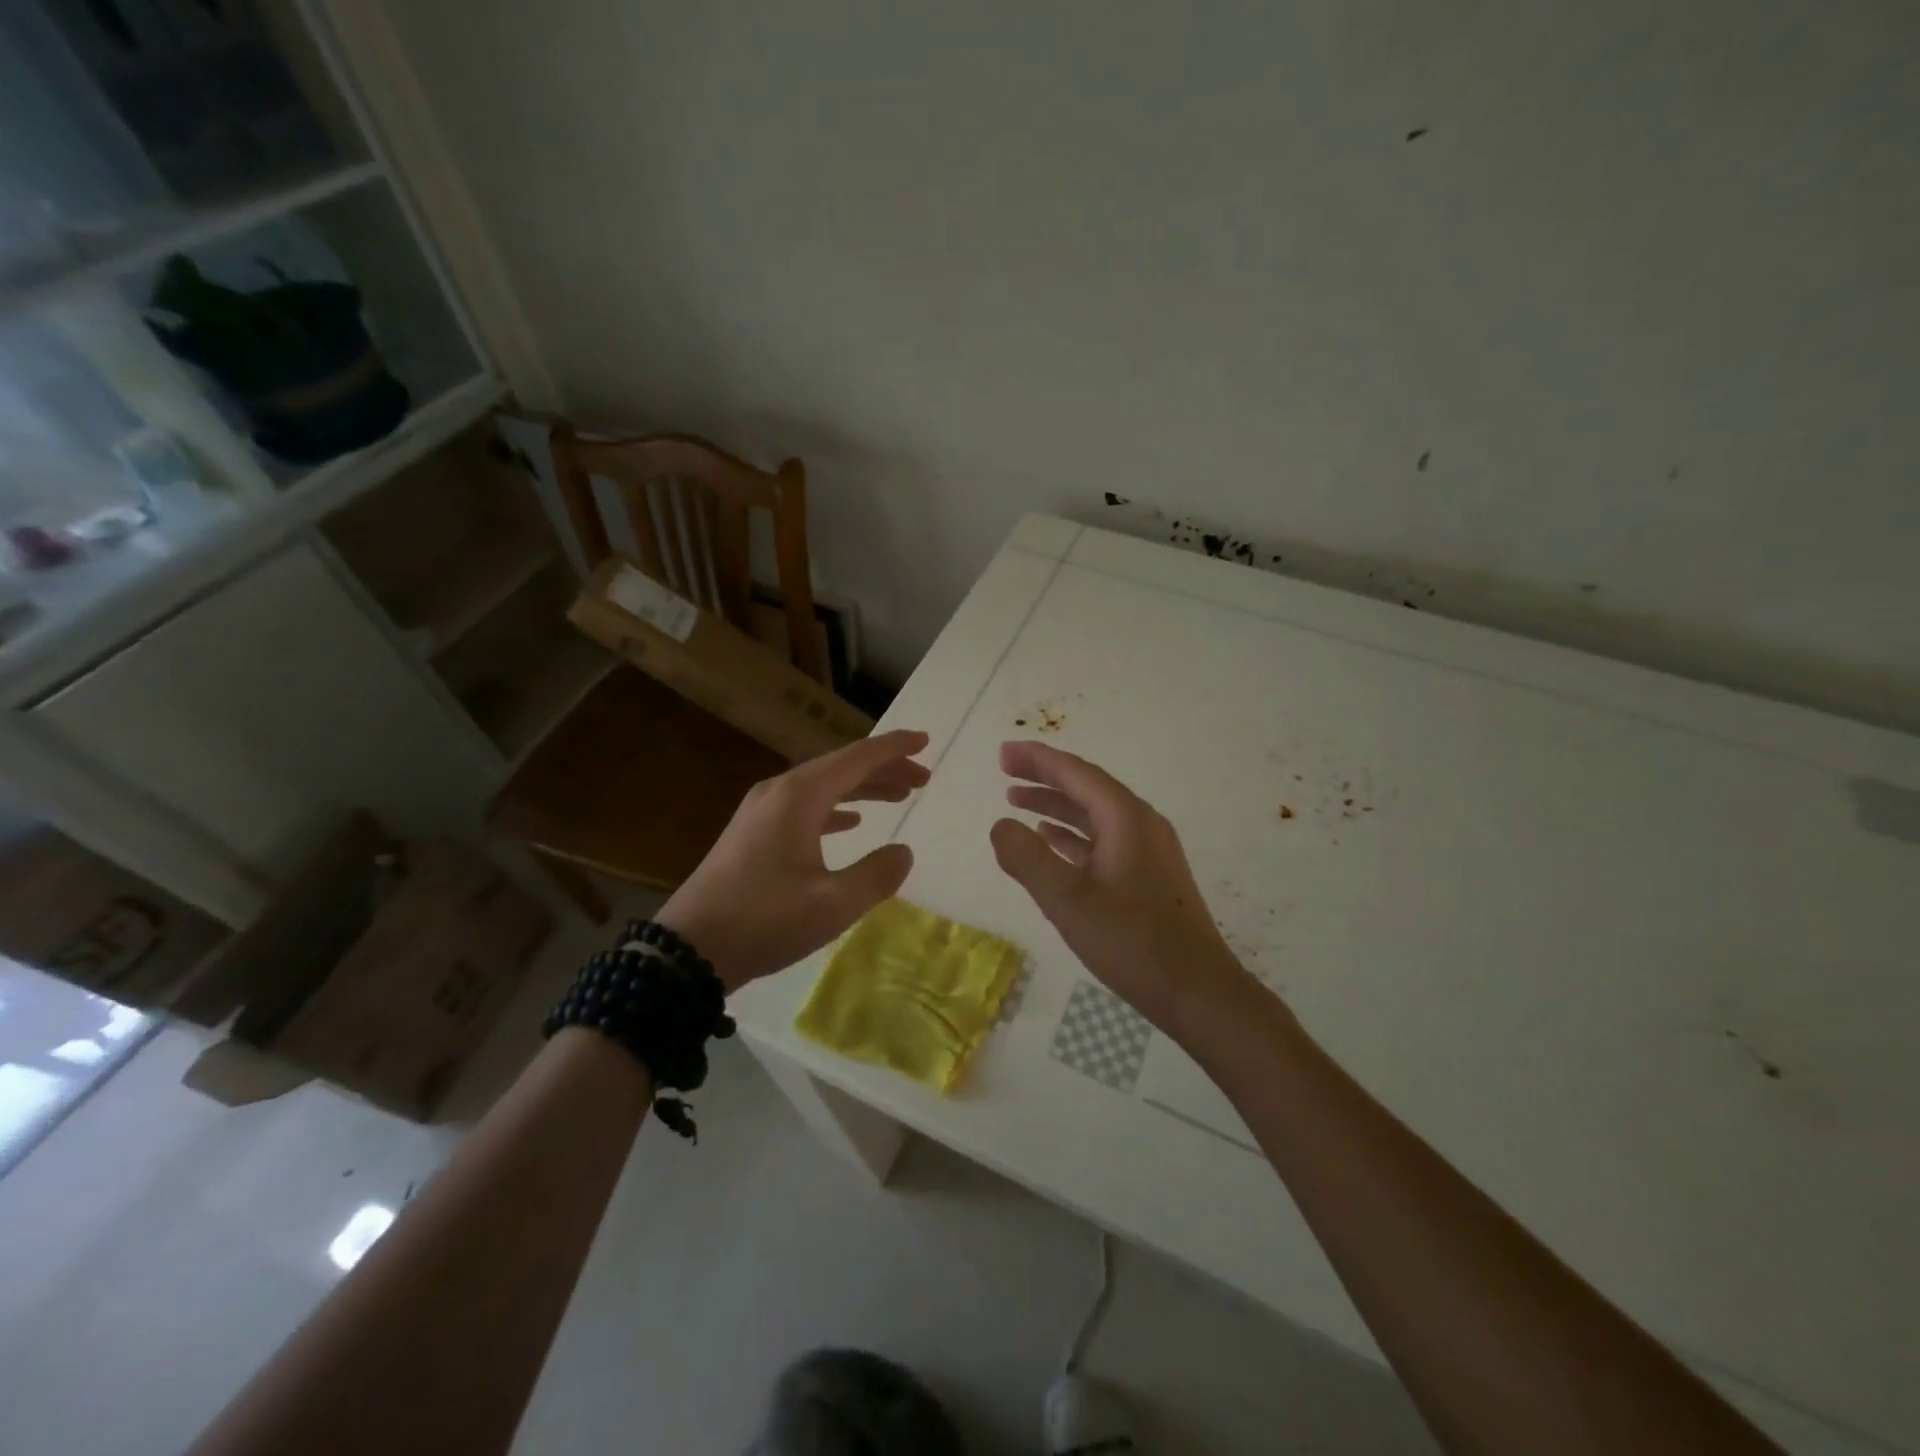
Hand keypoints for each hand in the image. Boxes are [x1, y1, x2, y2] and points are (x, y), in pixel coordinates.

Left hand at [657, 729, 930, 990]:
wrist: (689, 949)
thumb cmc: (764, 920)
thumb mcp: (833, 904)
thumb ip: (877, 875)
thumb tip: (903, 852)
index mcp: (800, 796)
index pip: (858, 758)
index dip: (895, 748)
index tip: (926, 740)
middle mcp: (779, 792)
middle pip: (841, 768)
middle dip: (884, 770)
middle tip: (922, 779)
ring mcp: (761, 811)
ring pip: (823, 787)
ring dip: (862, 789)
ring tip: (898, 797)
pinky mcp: (751, 833)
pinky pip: (804, 807)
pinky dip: (835, 808)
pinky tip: (851, 823)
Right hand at [990, 740, 1256, 1039]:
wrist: (1198, 993)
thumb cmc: (1132, 943)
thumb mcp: (1068, 901)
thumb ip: (1027, 859)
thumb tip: (1000, 825)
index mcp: (1127, 819)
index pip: (1076, 774)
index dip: (1037, 760)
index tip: (1003, 753)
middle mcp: (1141, 824)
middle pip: (1086, 788)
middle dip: (1045, 777)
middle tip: (1005, 772)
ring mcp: (1149, 851)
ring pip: (1095, 815)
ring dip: (1056, 806)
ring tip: (1016, 801)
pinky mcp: (1149, 876)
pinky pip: (1104, 840)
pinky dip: (1073, 835)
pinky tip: (1051, 842)